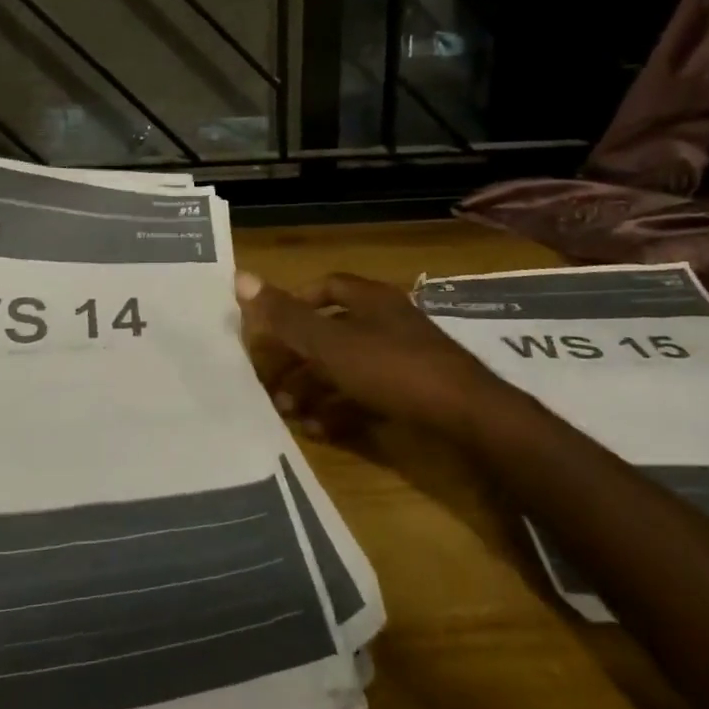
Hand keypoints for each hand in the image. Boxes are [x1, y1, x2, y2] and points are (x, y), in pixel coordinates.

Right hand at [235, 271, 506, 439]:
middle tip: (270, 382)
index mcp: (370, 300)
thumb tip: (240, 277)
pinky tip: (320, 431)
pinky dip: (341, 409)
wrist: (468, 417)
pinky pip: (368, 395)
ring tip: (287, 412)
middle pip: (333, 333)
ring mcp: (404, 359)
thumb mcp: (332, 344)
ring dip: (314, 388)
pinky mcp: (415, 393)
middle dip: (299, 357)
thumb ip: (286, 316)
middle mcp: (387, 323)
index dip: (294, 303)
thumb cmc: (393, 368)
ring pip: (348, 368)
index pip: (326, 287)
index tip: (269, 328)